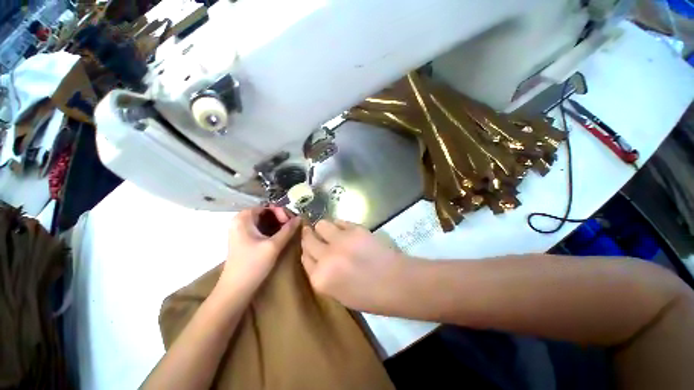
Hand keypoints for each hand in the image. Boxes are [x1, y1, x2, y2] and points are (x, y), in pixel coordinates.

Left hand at [217, 207, 299, 295]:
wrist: (235, 290)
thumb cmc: (253, 265)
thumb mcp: (273, 246)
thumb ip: (288, 230)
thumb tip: (300, 217)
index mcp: (243, 218)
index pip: (266, 207)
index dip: (280, 212)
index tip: (291, 222)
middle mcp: (239, 221)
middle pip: (264, 212)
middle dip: (279, 217)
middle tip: (291, 226)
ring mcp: (240, 231)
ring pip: (262, 221)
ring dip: (276, 224)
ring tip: (288, 231)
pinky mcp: (242, 240)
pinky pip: (259, 228)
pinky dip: (270, 230)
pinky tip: (279, 236)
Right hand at [301, 219, 409, 312]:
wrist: (395, 283)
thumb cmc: (369, 296)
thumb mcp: (338, 294)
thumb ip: (324, 276)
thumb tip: (318, 258)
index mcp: (320, 278)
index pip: (305, 258)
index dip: (307, 251)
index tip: (310, 247)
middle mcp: (326, 257)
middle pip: (309, 239)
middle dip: (310, 236)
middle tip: (314, 234)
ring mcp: (340, 240)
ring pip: (321, 225)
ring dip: (324, 228)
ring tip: (331, 231)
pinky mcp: (355, 229)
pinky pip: (339, 221)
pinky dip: (339, 225)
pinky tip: (345, 230)